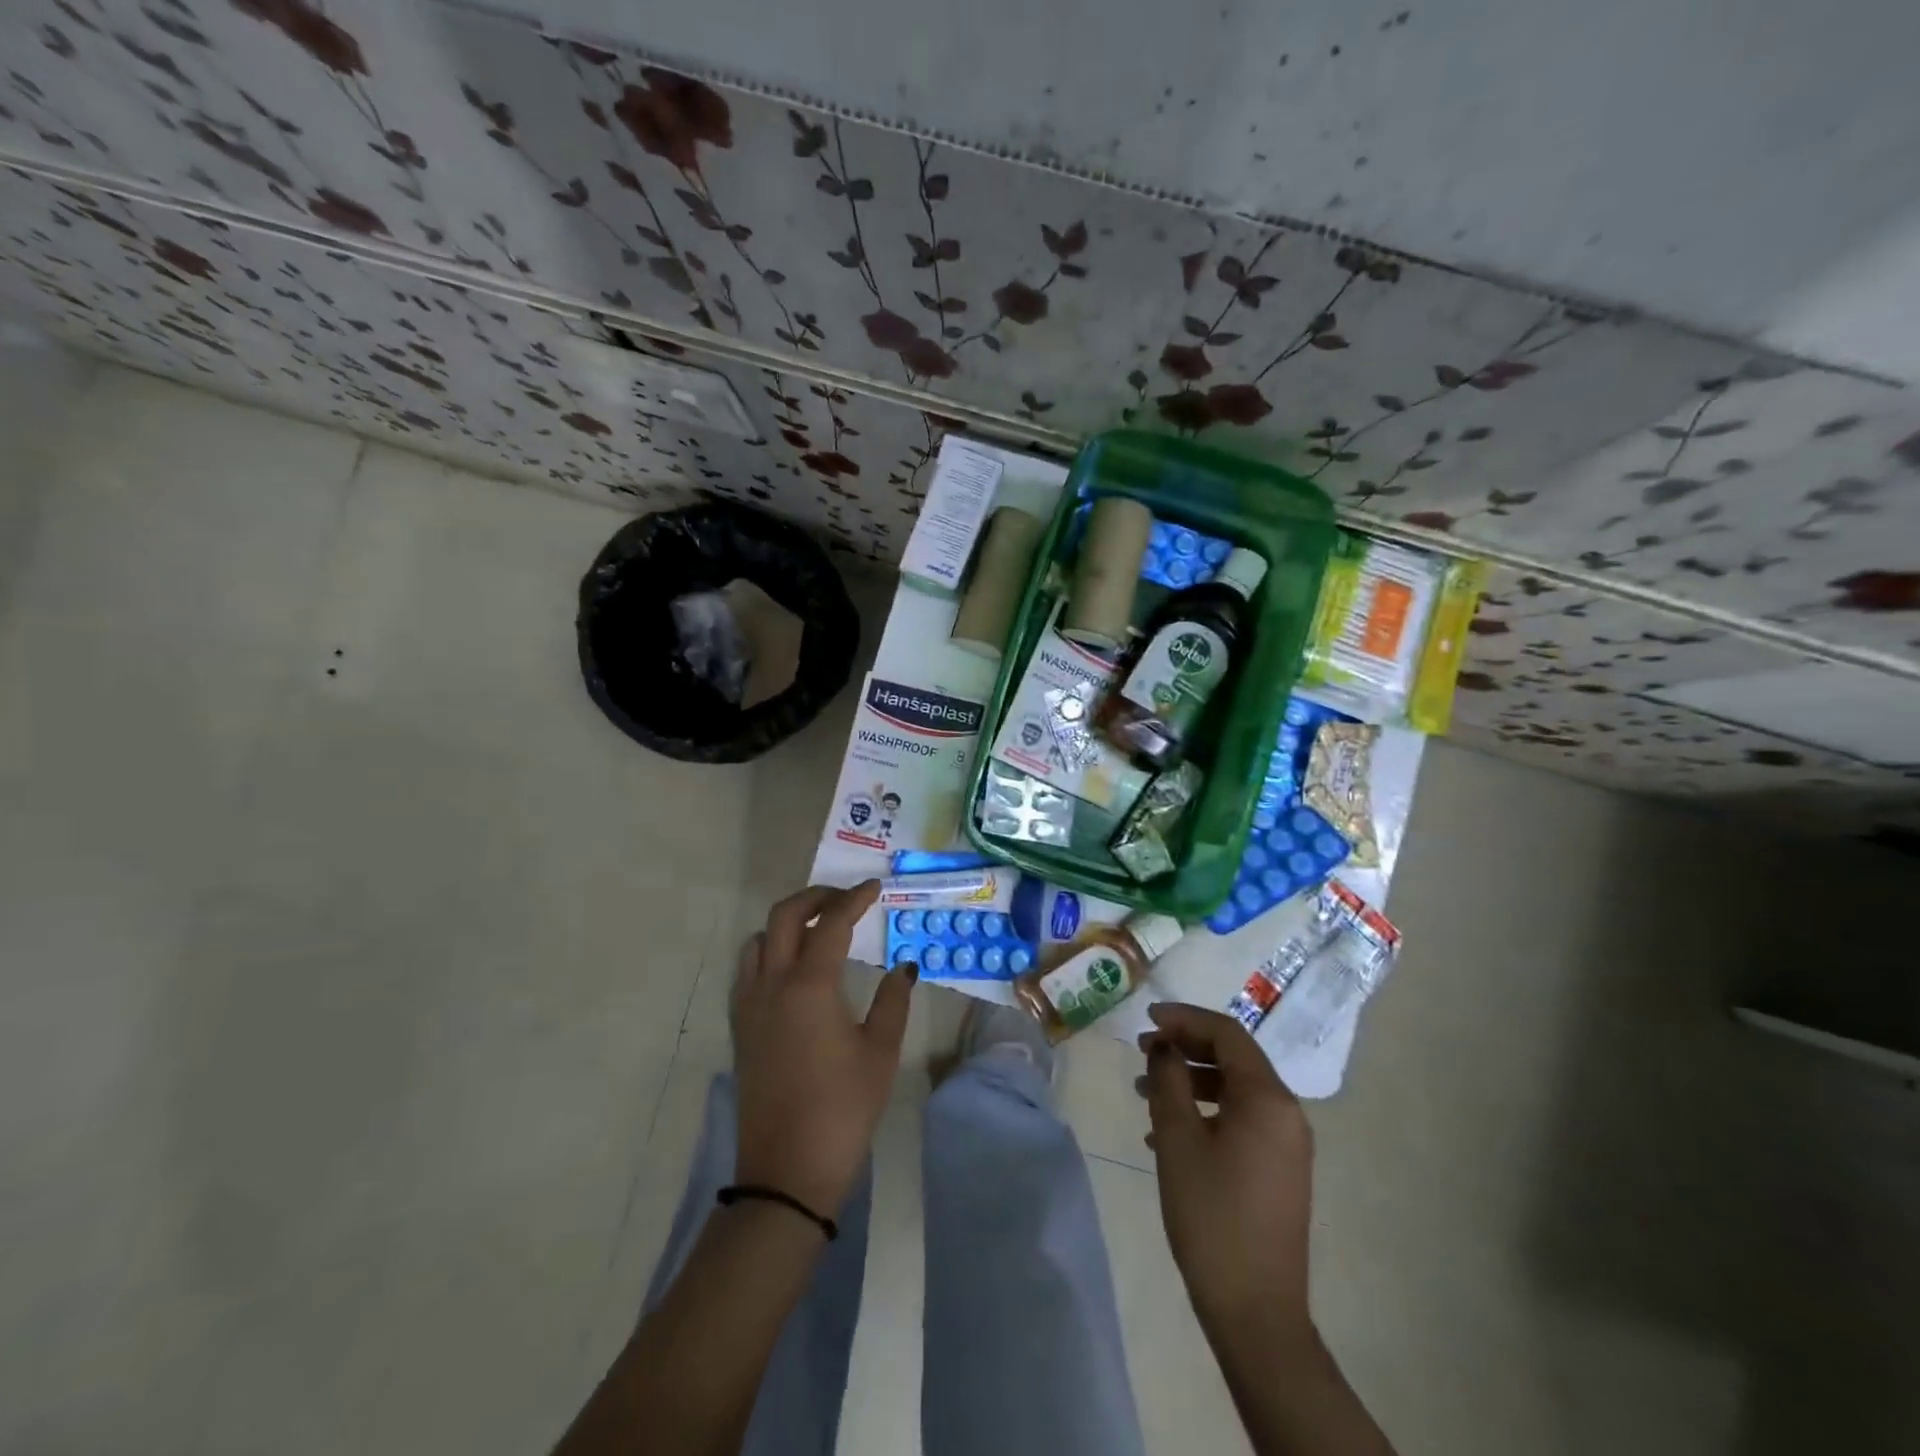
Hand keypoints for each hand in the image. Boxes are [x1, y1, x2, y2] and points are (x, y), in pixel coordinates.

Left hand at [730, 881, 914, 1216]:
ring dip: (789, 922)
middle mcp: (772, 985)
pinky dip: (771, 950)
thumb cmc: (843, 1108)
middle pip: (785, 916)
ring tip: (820, 929)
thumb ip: (892, 1001)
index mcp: (809, 986)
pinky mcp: (741, 1027)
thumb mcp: (880, 1052)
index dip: (854, 899)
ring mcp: (749, 1005)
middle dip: (815, 898)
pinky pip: (749, 969)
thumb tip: (902, 968)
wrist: (787, 1170)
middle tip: (846, 899)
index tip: (874, 887)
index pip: (831, 923)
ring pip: (761, 939)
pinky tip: (794, 969)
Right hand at [1138, 1002, 1315, 1344]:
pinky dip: (1204, 1111)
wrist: (1256, 1311)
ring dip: (1190, 1080)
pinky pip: (1240, 1119)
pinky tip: (1165, 1131)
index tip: (1145, 1017)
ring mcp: (1286, 1143)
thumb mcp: (1178, 1139)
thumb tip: (1163, 1045)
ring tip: (1145, 1089)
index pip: (1227, 1033)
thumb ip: (1168, 1079)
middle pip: (1233, 1057)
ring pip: (1234, 1089)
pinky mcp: (1278, 1169)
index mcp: (1268, 1098)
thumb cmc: (1212, 1215)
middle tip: (1141, 1049)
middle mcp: (1286, 1112)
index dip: (1184, 1018)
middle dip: (1185, 1046)